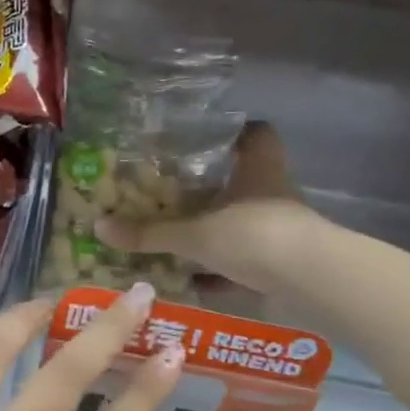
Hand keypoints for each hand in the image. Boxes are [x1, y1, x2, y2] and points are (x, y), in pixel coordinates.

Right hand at [95, 122, 315, 292]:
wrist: (310, 280)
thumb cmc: (254, 236)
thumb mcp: (193, 234)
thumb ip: (149, 233)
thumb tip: (99, 227)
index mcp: (257, 169)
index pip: (256, 133)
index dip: (235, 130)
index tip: (207, 135)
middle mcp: (272, 191)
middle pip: (245, 178)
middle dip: (214, 186)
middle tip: (175, 190)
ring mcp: (281, 227)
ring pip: (245, 219)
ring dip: (218, 227)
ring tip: (178, 234)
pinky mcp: (282, 259)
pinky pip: (247, 257)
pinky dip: (224, 267)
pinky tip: (198, 280)